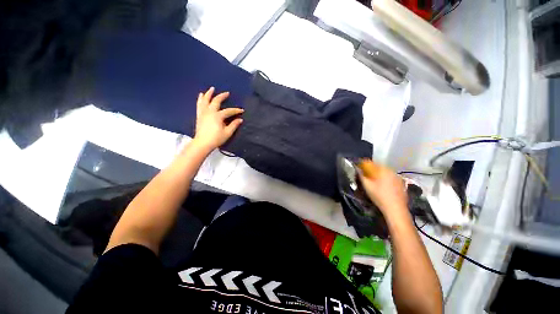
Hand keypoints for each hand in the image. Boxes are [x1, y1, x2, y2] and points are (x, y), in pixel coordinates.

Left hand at [193, 87, 243, 151]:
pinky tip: (201, 95)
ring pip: (206, 100)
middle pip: (216, 101)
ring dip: (209, 94)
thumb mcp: (227, 133)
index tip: (242, 111)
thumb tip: (240, 119)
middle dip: (222, 96)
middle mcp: (210, 112)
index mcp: (218, 116)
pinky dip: (200, 99)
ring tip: (211, 89)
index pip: (229, 111)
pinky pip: (199, 105)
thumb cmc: (216, 139)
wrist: (202, 143)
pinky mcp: (199, 115)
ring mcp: (203, 113)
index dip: (236, 110)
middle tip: (227, 93)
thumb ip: (234, 125)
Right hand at [358, 160, 407, 218]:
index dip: (363, 164)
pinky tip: (382, 186)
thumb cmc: (379, 196)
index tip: (358, 167)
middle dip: (371, 169)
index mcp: (383, 170)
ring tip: (372, 180)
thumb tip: (357, 169)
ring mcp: (398, 177)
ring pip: (385, 172)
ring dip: (378, 174)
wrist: (396, 209)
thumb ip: (361, 176)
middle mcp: (391, 171)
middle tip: (364, 174)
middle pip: (378, 167)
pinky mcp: (401, 183)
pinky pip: (390, 177)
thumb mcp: (367, 186)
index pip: (371, 163)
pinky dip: (384, 179)